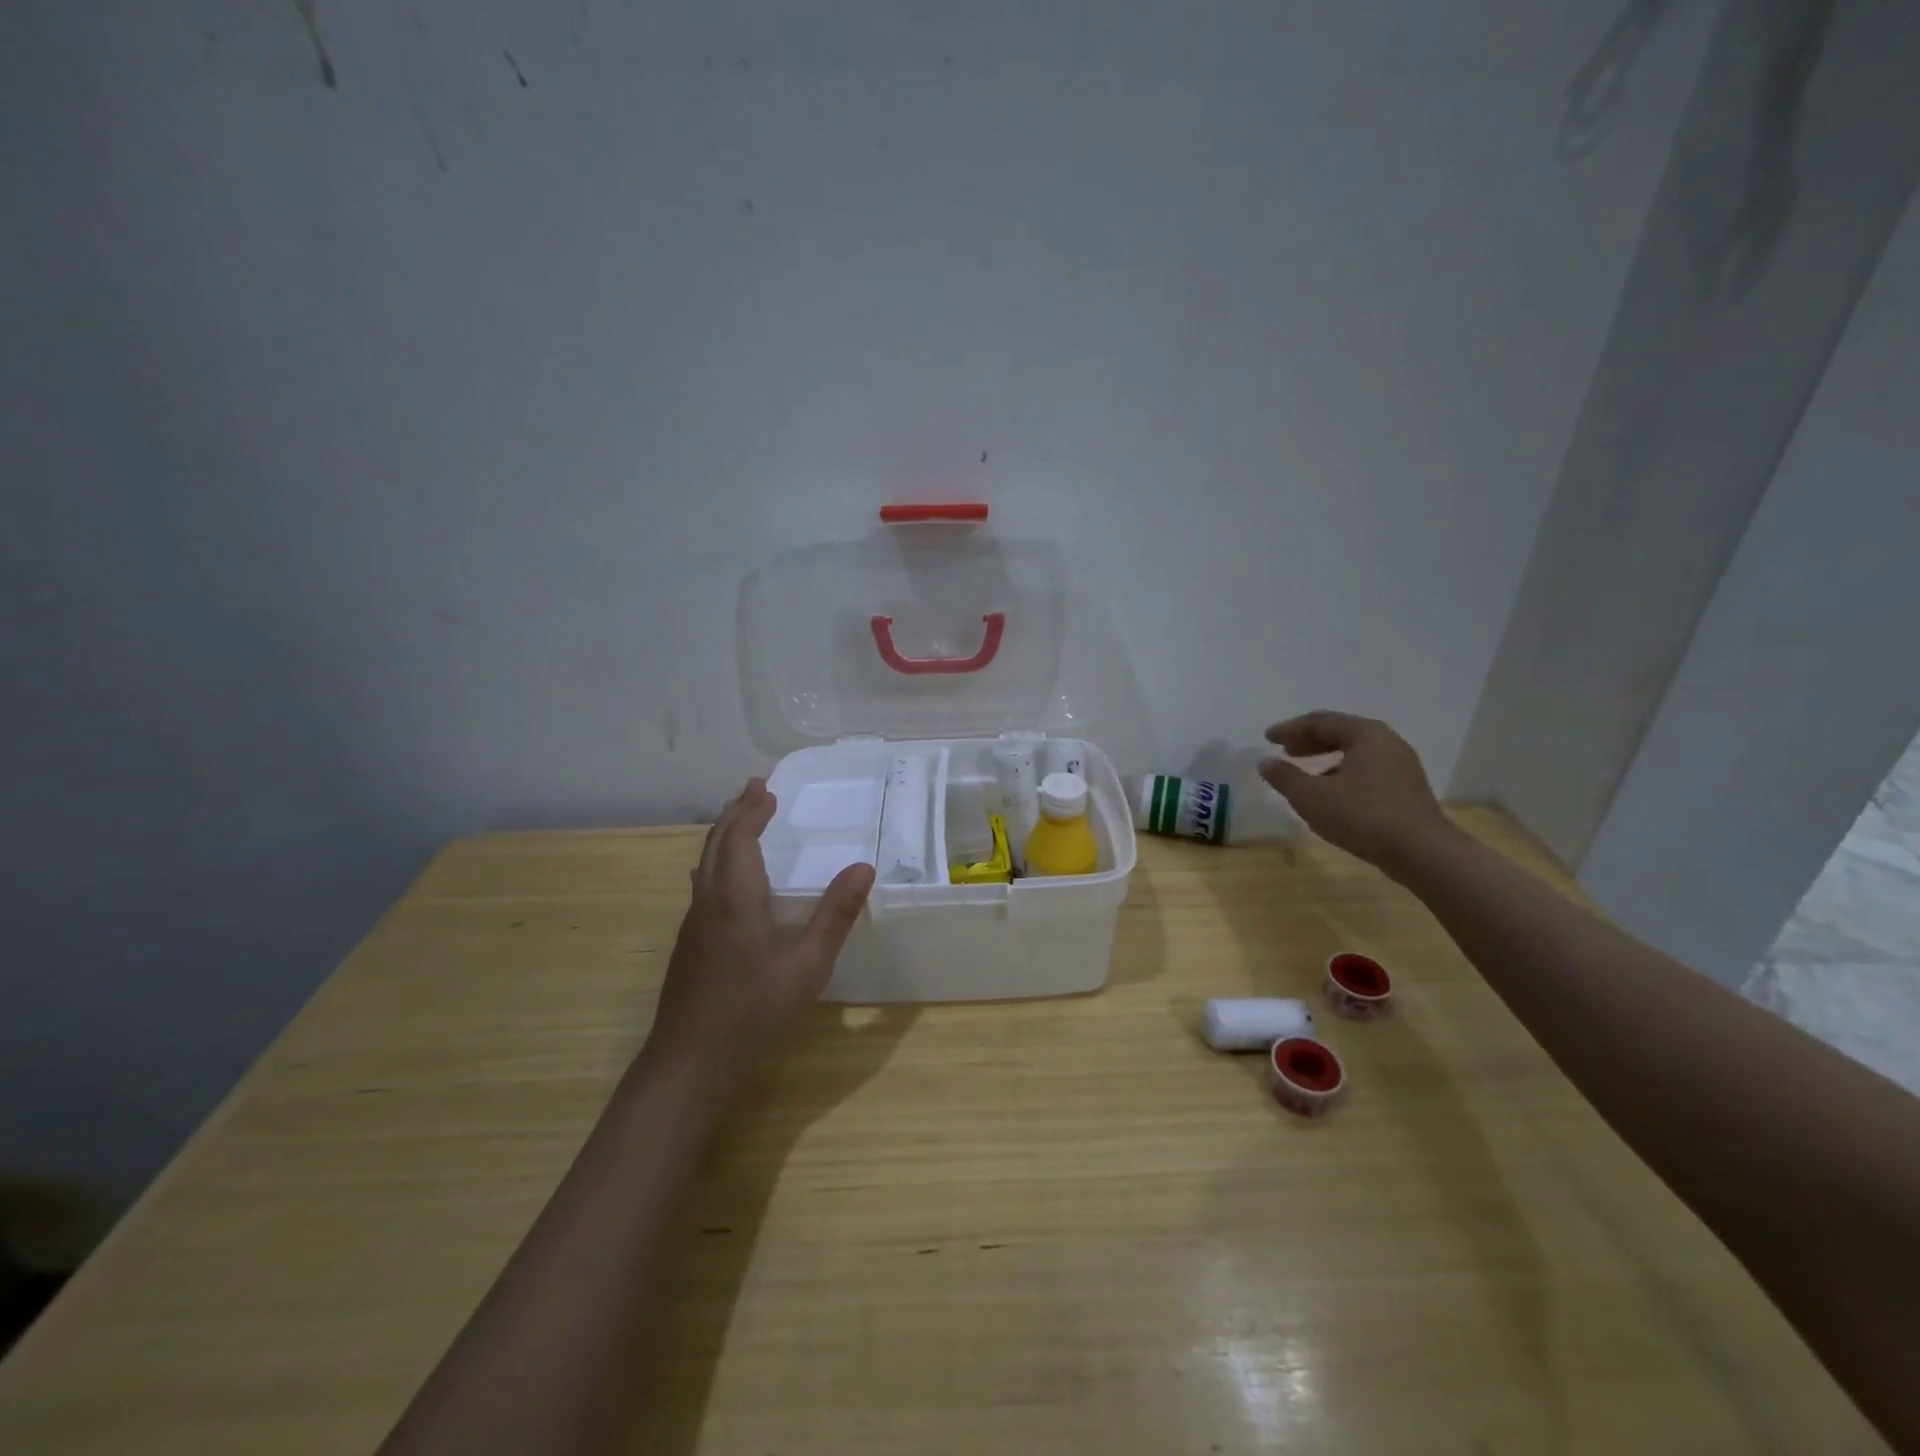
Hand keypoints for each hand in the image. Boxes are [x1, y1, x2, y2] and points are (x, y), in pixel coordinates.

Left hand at [648, 778, 873, 1075]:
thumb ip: (835, 915)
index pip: (739, 837)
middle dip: (735, 812)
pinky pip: (703, 883)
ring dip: (724, 835)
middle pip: (715, 843)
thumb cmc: (753, 1009)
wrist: (690, 1061)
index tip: (768, 788)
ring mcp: (693, 923)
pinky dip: (718, 860)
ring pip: (705, 863)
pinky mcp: (689, 943)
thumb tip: (864, 868)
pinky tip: (729, 879)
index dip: (752, 810)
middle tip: (755, 790)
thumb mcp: (808, 964)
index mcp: (734, 897)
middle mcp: (708, 901)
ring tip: (742, 821)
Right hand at [1258, 711, 1454, 873]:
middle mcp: (1387, 742)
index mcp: (1365, 735)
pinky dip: (1343, 773)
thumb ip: (1285, 777)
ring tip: (1305, 773)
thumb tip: (1265, 762)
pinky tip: (1332, 794)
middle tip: (1285, 750)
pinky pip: (1368, 770)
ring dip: (1326, 758)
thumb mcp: (1311, 797)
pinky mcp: (1407, 789)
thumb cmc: (1362, 816)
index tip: (1267, 738)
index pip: (1320, 722)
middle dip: (1309, 741)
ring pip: (1356, 752)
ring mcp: (1402, 766)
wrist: (1422, 853)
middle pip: (1341, 732)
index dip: (1290, 729)